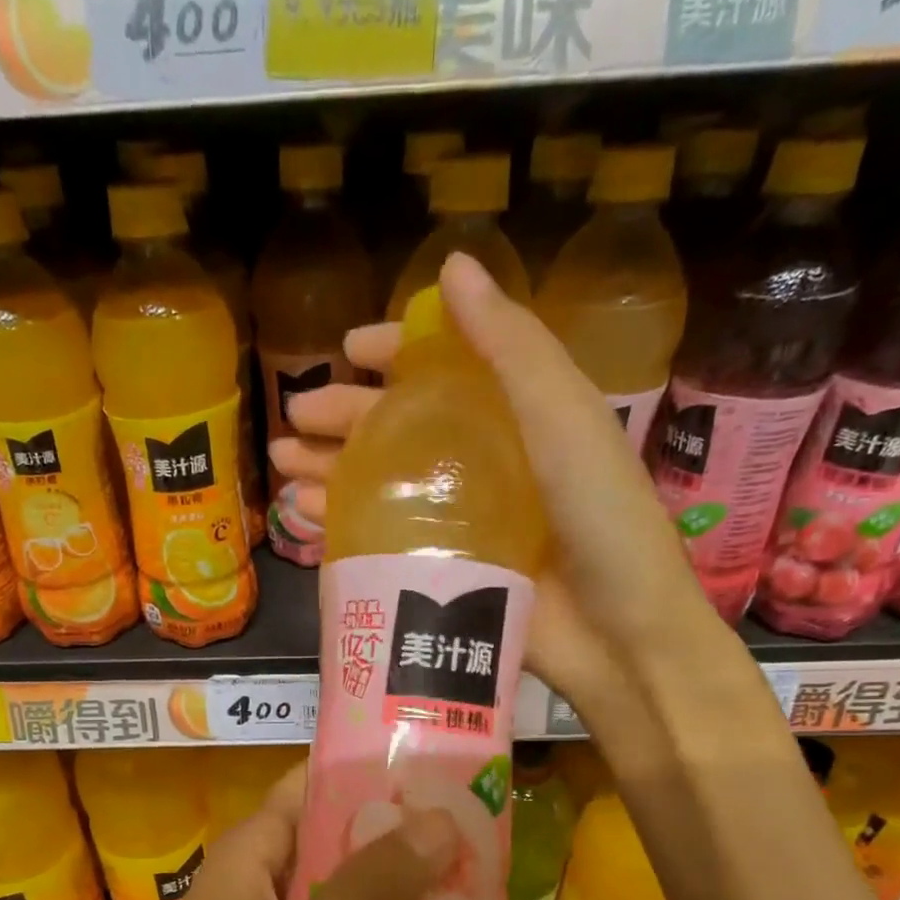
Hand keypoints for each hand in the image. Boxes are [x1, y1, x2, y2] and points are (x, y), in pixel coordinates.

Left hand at [47, 766, 455, 899]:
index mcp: (250, 850)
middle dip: (398, 839)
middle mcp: (260, 882)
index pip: (313, 786)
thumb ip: (369, 886)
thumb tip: (442, 821)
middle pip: (335, 842)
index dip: (370, 772)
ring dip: (396, 897)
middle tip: (478, 833)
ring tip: (474, 888)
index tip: (440, 769)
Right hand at [270, 252, 716, 725]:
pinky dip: (341, 523)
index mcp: (514, 415)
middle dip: (342, 416)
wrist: (617, 632)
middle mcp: (480, 461)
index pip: (444, 369)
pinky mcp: (440, 570)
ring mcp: (456, 520)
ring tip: (281, 464)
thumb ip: (510, 347)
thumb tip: (452, 266)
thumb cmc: (599, 516)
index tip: (347, 348)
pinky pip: (380, 537)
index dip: (395, 351)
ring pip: (380, 482)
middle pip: (399, 427)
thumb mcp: (562, 418)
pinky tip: (305, 514)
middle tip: (293, 416)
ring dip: (329, 468)